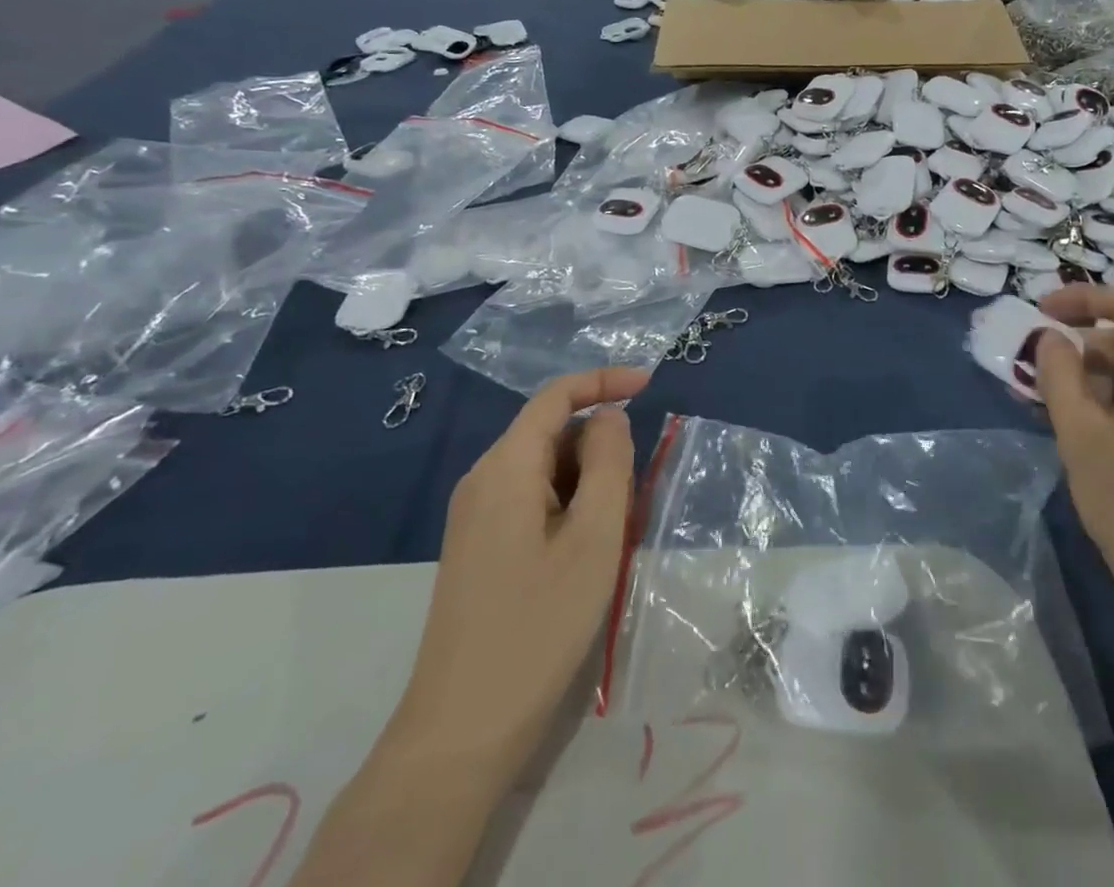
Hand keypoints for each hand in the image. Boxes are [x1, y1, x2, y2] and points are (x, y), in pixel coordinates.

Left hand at [401, 368, 644, 764]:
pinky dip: (569, 508)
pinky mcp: (479, 548)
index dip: (603, 381)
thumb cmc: (539, 624)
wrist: (462, 732)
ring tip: (617, 532)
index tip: (651, 385)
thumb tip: (609, 417)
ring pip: (545, 472)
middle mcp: (483, 480)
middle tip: (637, 495)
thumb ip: (609, 461)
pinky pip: (532, 502)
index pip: (556, 396)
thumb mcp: (594, 536)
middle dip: (601, 448)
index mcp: (505, 466)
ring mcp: (476, 517)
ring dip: (588, 483)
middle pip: (552, 434)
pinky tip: (588, 552)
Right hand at [1033, 286, 1113, 655]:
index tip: (1041, 312)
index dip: (1084, 298)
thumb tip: (1053, 338)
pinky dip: (1111, 413)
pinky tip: (1090, 452)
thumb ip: (1061, 379)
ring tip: (1054, 421)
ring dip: (1091, 386)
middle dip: (1078, 351)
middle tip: (1035, 383)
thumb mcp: (1081, 438)